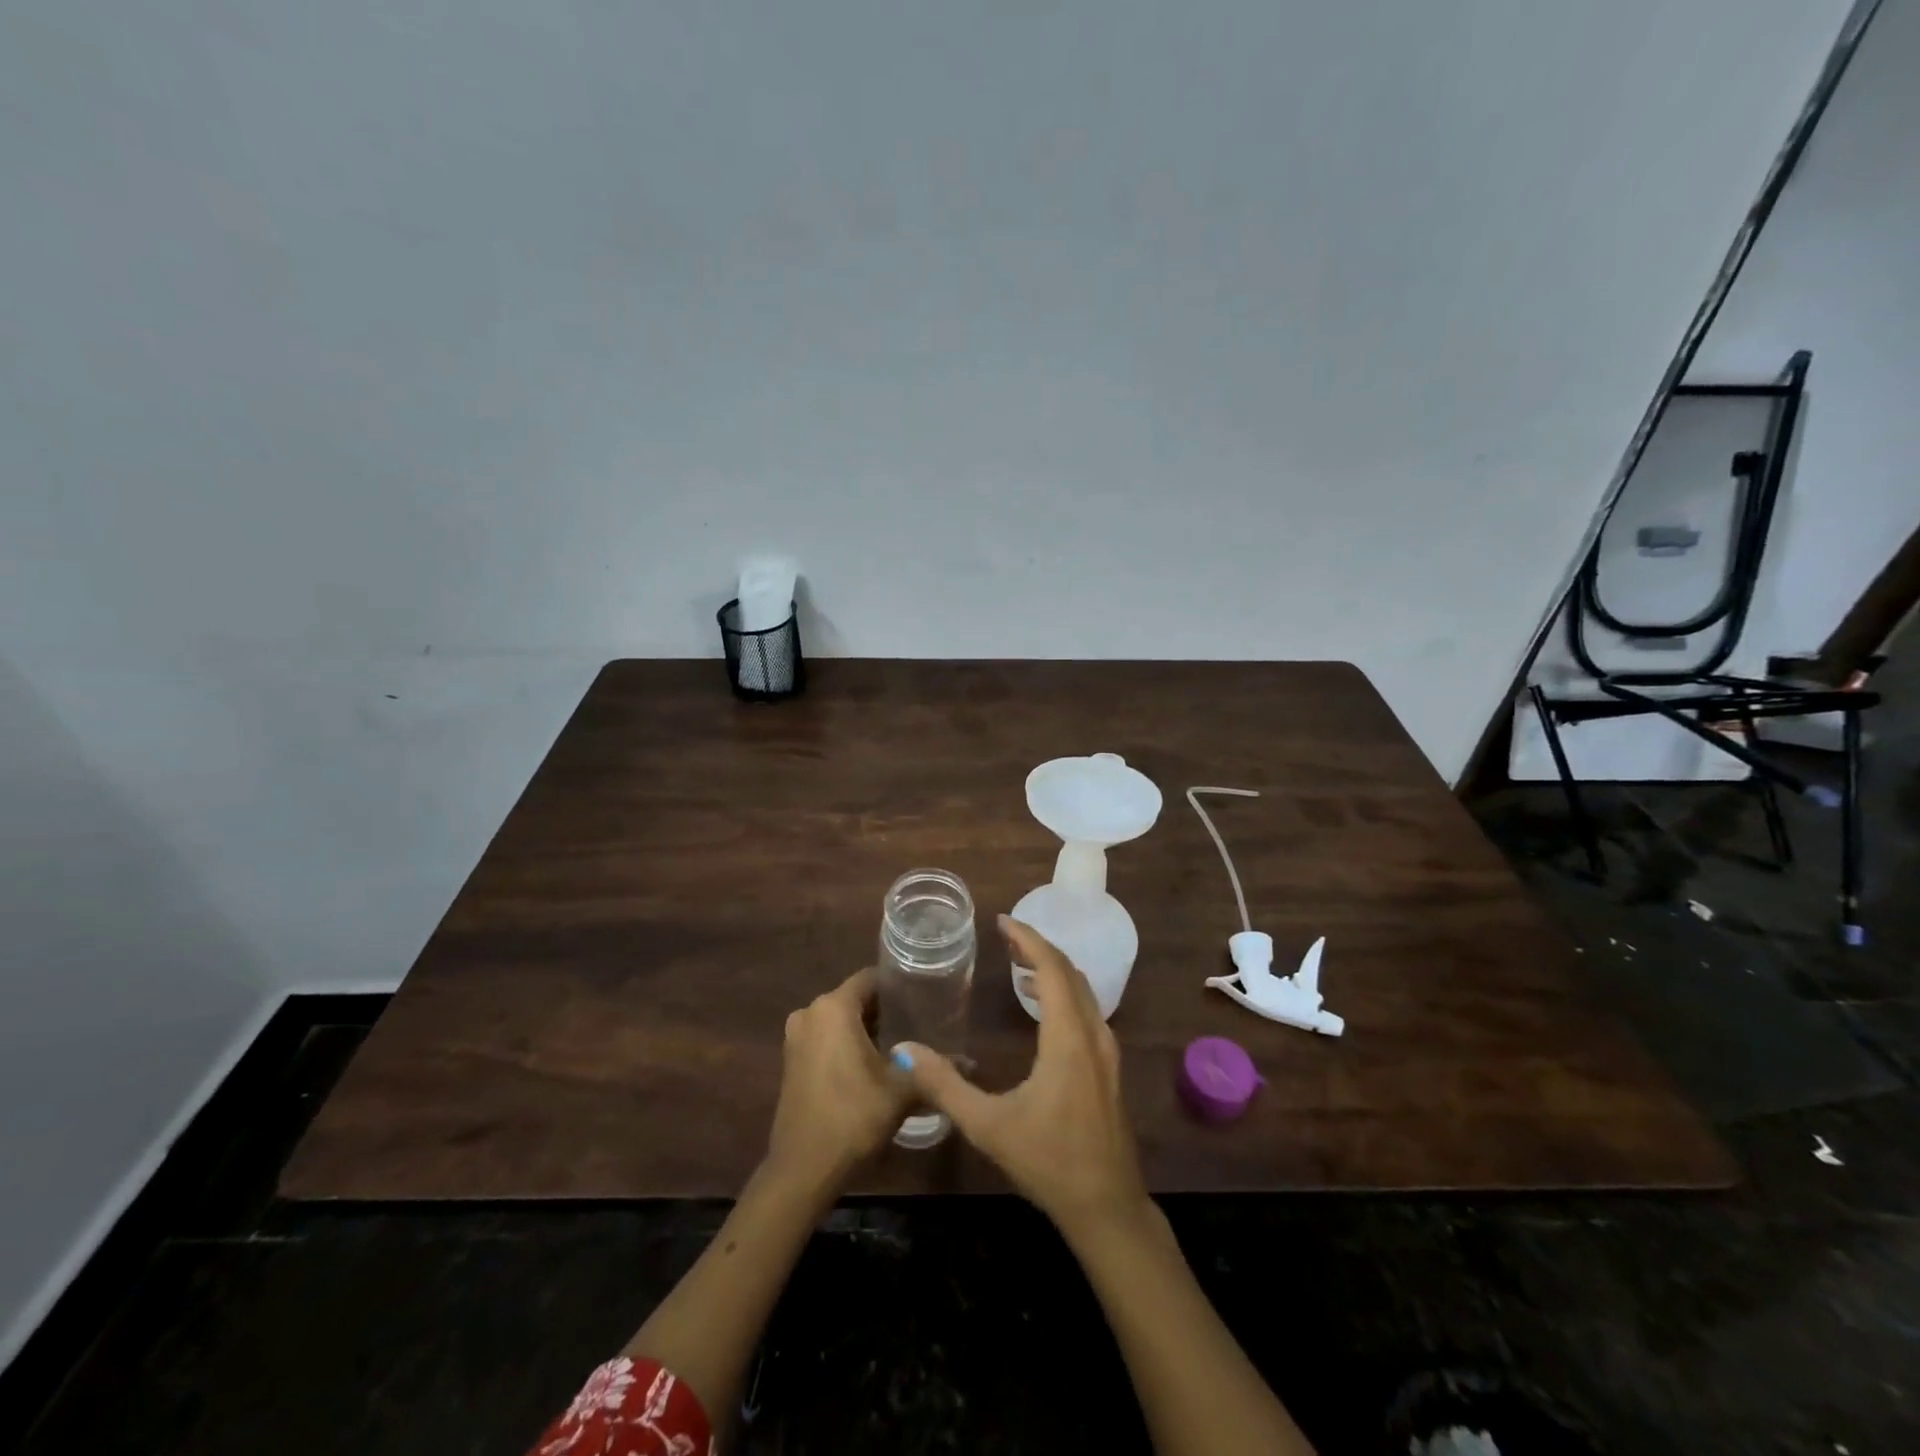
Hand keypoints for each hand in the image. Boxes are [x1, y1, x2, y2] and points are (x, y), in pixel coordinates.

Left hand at [767, 968, 912, 1190]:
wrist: (803, 1169)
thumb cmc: (853, 1117)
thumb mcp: (901, 1091)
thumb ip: (931, 1069)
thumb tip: (968, 1061)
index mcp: (833, 1008)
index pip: (870, 978)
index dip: (898, 985)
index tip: (923, 997)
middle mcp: (810, 1013)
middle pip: (854, 998)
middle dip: (884, 1010)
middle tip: (918, 1023)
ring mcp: (796, 1037)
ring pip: (839, 1020)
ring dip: (865, 1029)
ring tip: (900, 1045)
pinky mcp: (791, 1061)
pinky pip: (825, 1038)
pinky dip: (846, 1044)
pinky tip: (871, 1065)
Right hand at [898, 916, 1148, 1236]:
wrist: (1107, 1206)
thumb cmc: (1048, 1162)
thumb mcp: (989, 1126)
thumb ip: (945, 1086)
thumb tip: (905, 1051)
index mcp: (1068, 1038)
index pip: (1052, 968)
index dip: (1028, 939)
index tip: (1002, 921)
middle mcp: (1093, 1034)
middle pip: (1070, 972)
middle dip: (1038, 947)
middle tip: (1005, 936)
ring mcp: (1107, 1050)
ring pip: (1083, 990)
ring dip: (1052, 969)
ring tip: (1018, 964)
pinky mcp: (1109, 1066)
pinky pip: (1087, 1008)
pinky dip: (1063, 991)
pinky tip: (1041, 1005)